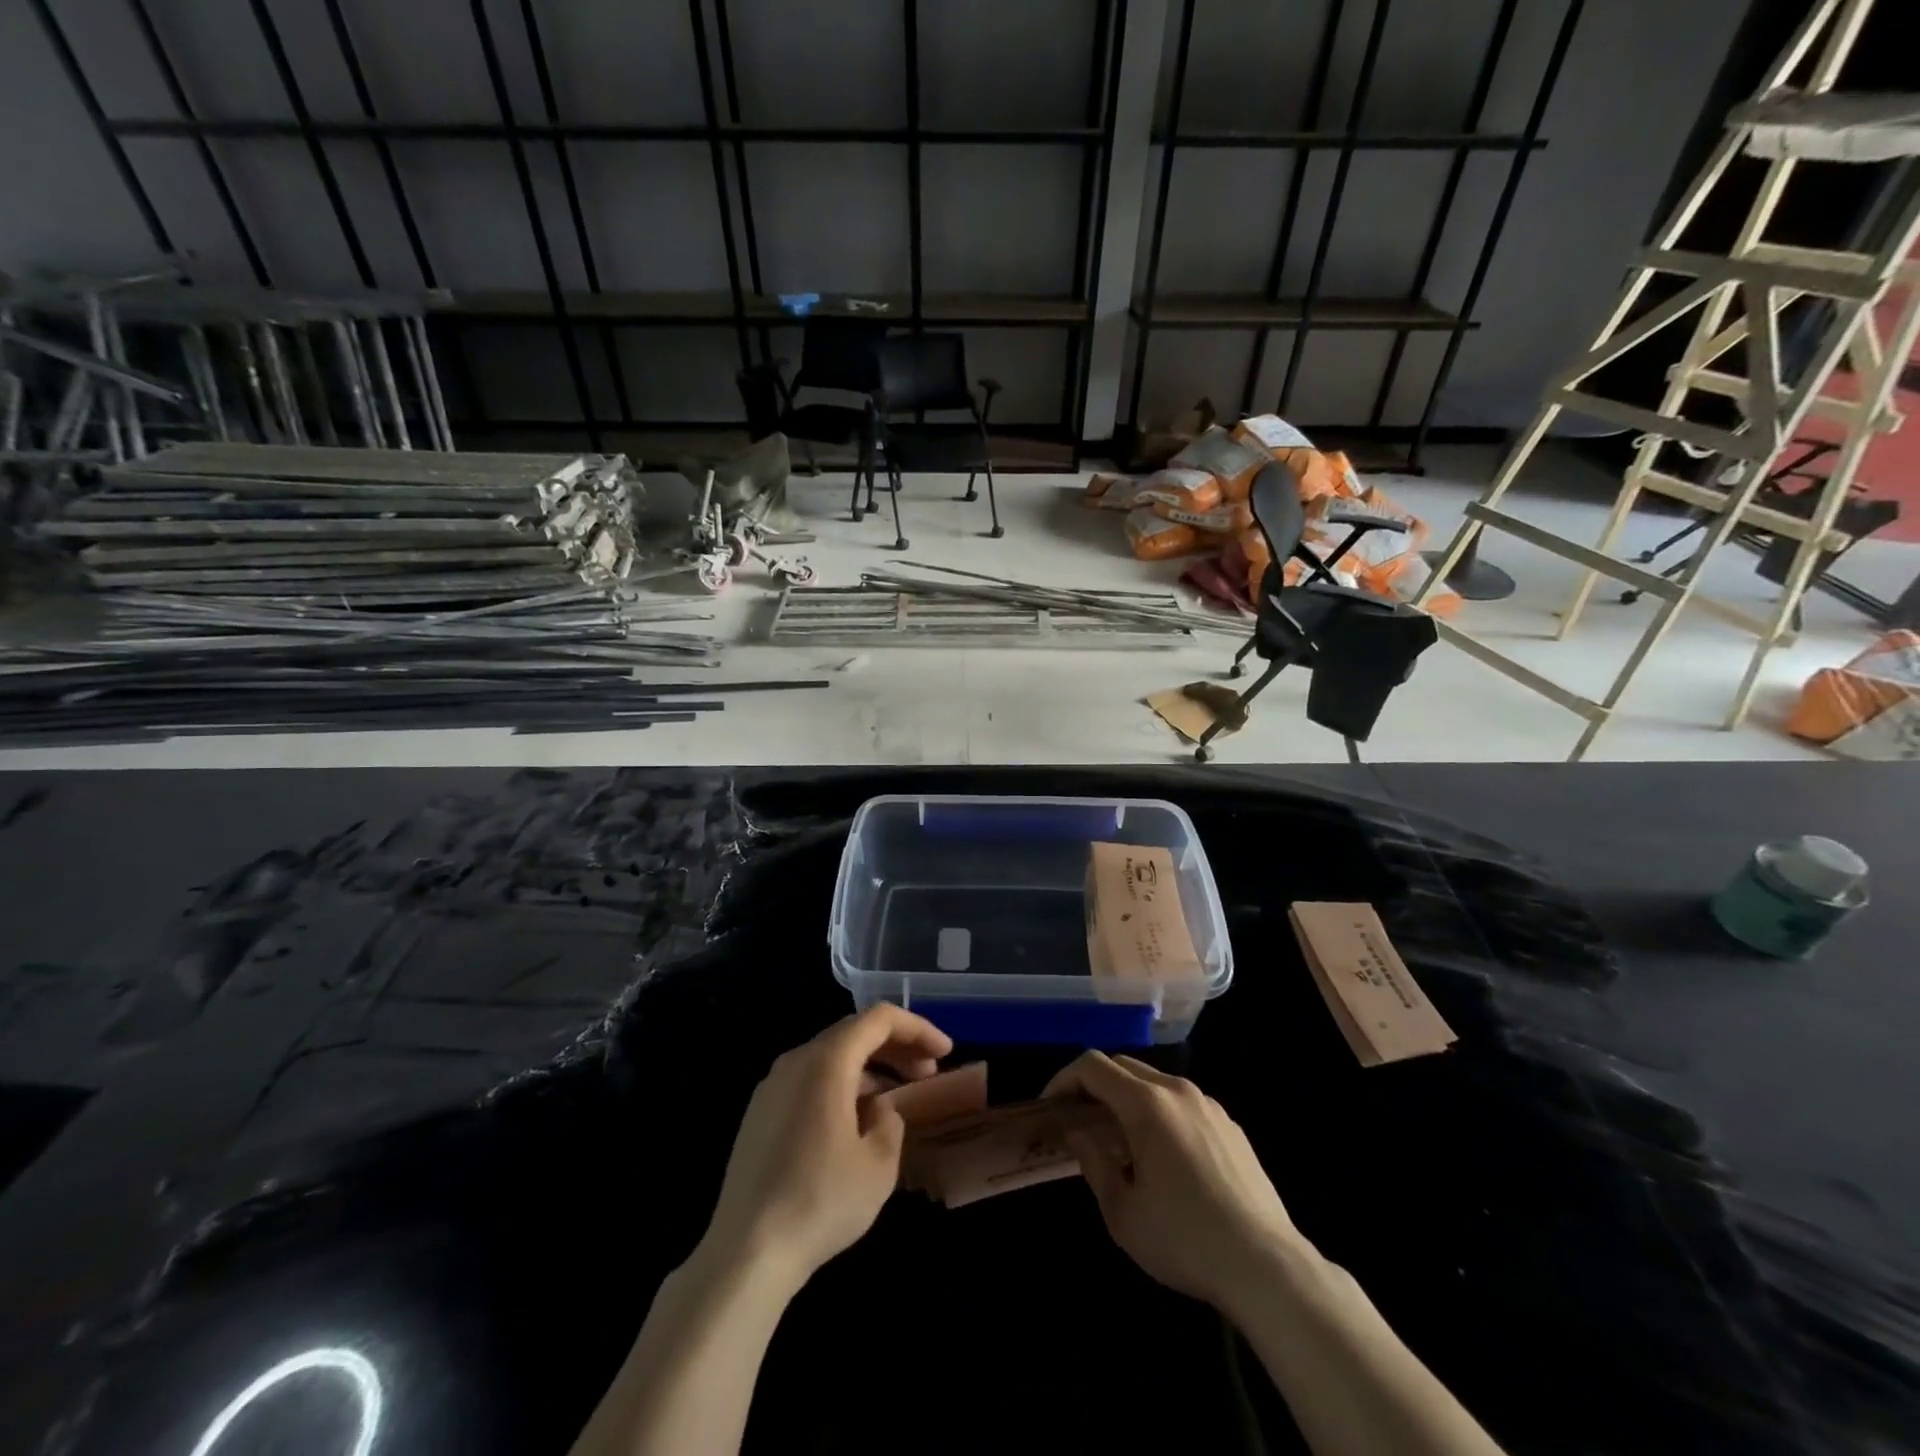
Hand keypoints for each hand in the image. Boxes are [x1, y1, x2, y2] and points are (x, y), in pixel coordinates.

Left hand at [701, 1005, 951, 1291]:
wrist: (746, 1252)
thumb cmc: (821, 1200)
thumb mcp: (879, 1164)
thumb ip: (891, 1121)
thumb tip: (880, 1110)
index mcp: (826, 1061)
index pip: (879, 1019)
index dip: (918, 1028)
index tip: (945, 1053)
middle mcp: (796, 1061)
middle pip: (854, 1033)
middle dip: (896, 1048)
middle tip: (929, 1074)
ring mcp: (772, 1087)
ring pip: (831, 1058)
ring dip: (870, 1069)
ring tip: (898, 1099)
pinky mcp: (760, 1115)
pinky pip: (810, 1082)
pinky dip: (843, 1086)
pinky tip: (857, 1123)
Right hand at [1046, 1052, 1303, 1311]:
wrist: (1267, 1266)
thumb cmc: (1184, 1239)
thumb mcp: (1122, 1211)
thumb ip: (1093, 1161)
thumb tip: (1078, 1132)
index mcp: (1146, 1104)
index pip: (1093, 1066)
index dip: (1064, 1079)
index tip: (1050, 1107)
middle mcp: (1177, 1090)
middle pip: (1123, 1067)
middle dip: (1094, 1086)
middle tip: (1078, 1120)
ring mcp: (1209, 1105)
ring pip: (1155, 1083)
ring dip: (1127, 1099)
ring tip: (1119, 1140)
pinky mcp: (1231, 1126)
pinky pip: (1183, 1104)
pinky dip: (1159, 1113)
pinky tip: (1163, 1157)